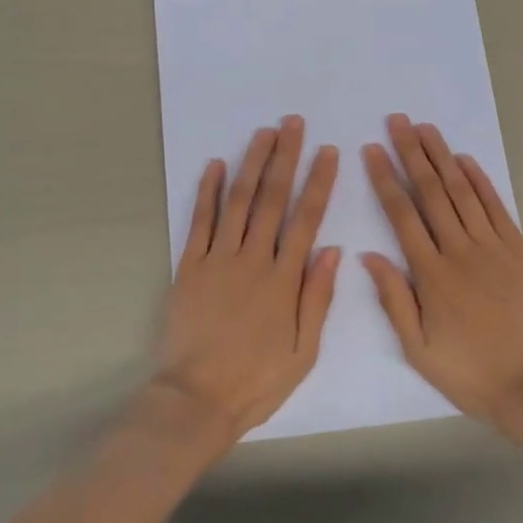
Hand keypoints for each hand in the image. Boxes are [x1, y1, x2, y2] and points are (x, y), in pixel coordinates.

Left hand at [156, 116, 339, 443]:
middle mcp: (252, 259)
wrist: (196, 399)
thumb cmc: (256, 380)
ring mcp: (217, 259)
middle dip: (285, 157)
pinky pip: (199, 221)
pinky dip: (207, 191)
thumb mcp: (303, 351)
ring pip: (238, 201)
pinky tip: (216, 165)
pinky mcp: (190, 266)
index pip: (306, 219)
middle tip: (293, 123)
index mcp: (283, 280)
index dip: (318, 182)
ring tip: (263, 132)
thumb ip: (317, 297)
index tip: (328, 152)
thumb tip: (332, 249)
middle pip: (272, 198)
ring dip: (252, 163)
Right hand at [362, 114, 522, 431]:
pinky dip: (481, 180)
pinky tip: (465, 159)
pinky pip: (496, 206)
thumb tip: (368, 255)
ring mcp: (493, 247)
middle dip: (411, 153)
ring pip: (462, 191)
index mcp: (431, 275)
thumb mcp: (419, 349)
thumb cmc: (471, 372)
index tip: (371, 150)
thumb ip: (394, 299)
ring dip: (442, 157)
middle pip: (431, 192)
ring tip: (426, 128)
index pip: (402, 214)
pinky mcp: (519, 250)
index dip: (385, 179)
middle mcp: (460, 251)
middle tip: (397, 121)